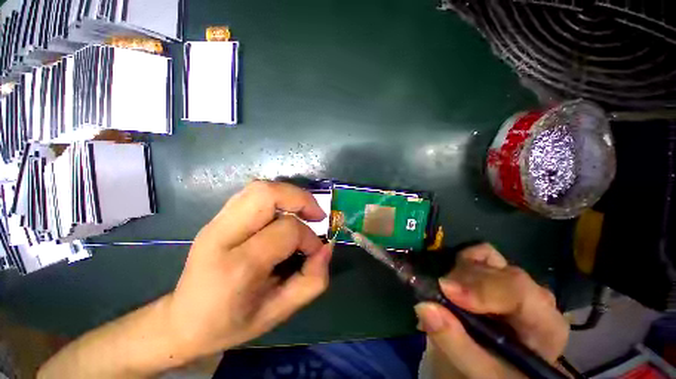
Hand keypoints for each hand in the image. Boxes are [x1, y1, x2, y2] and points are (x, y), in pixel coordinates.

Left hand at [167, 181, 331, 359]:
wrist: (183, 322)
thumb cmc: (232, 323)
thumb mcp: (279, 313)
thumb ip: (312, 281)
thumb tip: (326, 248)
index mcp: (237, 266)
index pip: (286, 230)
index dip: (309, 237)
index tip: (315, 251)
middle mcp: (222, 235)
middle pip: (267, 193)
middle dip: (301, 199)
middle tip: (316, 216)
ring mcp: (215, 222)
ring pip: (260, 187)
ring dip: (290, 195)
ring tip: (304, 212)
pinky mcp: (217, 218)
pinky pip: (253, 194)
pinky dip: (277, 197)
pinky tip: (284, 214)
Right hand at [415, 244, 568, 378]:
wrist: (493, 369)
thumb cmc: (494, 374)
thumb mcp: (479, 372)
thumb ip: (456, 343)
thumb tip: (424, 306)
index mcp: (544, 324)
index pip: (519, 293)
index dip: (481, 288)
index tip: (446, 291)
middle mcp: (532, 296)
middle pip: (498, 272)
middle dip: (463, 281)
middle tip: (437, 295)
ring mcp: (512, 280)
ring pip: (484, 257)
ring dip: (458, 271)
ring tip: (443, 294)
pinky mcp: (494, 273)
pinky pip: (475, 254)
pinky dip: (458, 262)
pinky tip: (451, 282)